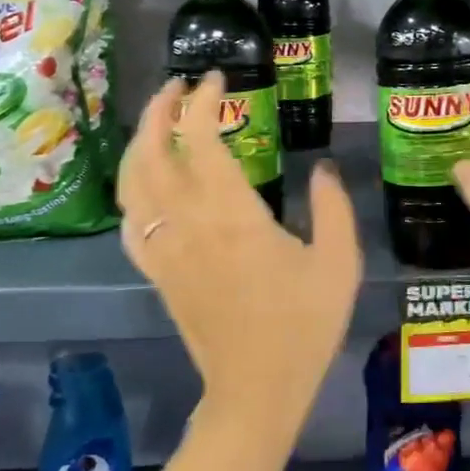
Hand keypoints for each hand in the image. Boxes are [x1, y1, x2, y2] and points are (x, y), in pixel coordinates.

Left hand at [117, 71, 361, 437]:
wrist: (256, 391)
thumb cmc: (303, 325)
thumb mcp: (340, 263)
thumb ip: (335, 208)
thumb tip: (322, 169)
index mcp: (232, 214)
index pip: (201, 138)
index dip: (203, 101)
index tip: (217, 80)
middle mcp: (188, 223)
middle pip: (152, 151)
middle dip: (160, 109)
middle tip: (179, 86)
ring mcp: (165, 249)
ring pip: (132, 183)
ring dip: (140, 143)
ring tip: (159, 122)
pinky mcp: (157, 273)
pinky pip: (129, 221)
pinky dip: (132, 190)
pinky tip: (146, 184)